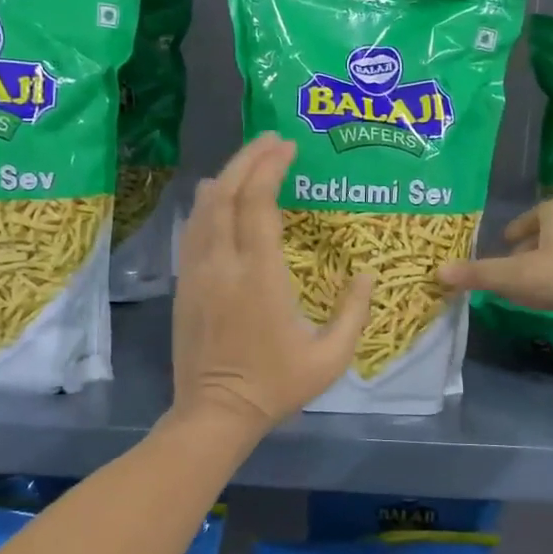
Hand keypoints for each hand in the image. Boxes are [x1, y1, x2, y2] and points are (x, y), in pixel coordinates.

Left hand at [170, 134, 373, 440]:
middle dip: (248, 159)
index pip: (258, 205)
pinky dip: (208, 204)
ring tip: (250, 161)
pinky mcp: (184, 284)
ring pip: (204, 208)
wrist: (215, 413)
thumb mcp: (330, 358)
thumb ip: (353, 313)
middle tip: (271, 140)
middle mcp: (222, 264)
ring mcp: (197, 273)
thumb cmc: (275, 387)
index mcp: (259, 277)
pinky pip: (192, 230)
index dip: (271, 169)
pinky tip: (220, 196)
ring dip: (227, 176)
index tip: (288, 147)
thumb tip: (368, 274)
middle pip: (228, 194)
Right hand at [436, 198, 552, 338]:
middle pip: (544, 240)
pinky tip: (544, 305)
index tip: (502, 242)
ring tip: (518, 291)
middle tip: (502, 270)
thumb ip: (479, 274)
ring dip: (539, 275)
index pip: (531, 216)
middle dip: (524, 255)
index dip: (515, 229)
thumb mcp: (517, 274)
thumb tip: (437, 272)